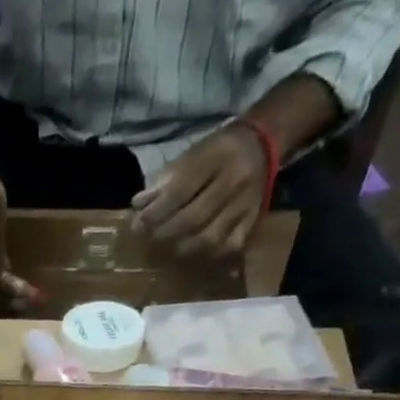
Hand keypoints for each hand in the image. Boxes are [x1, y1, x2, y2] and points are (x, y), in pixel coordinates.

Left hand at [131, 123, 268, 260]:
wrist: (263, 143)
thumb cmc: (218, 150)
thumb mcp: (192, 153)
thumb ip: (165, 180)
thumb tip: (139, 204)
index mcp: (217, 157)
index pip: (180, 191)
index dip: (155, 212)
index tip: (137, 224)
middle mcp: (234, 181)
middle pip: (193, 219)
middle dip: (164, 233)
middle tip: (148, 238)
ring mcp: (245, 205)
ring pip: (208, 239)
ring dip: (181, 248)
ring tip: (166, 247)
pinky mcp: (252, 221)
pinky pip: (227, 247)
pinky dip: (205, 255)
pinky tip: (192, 253)